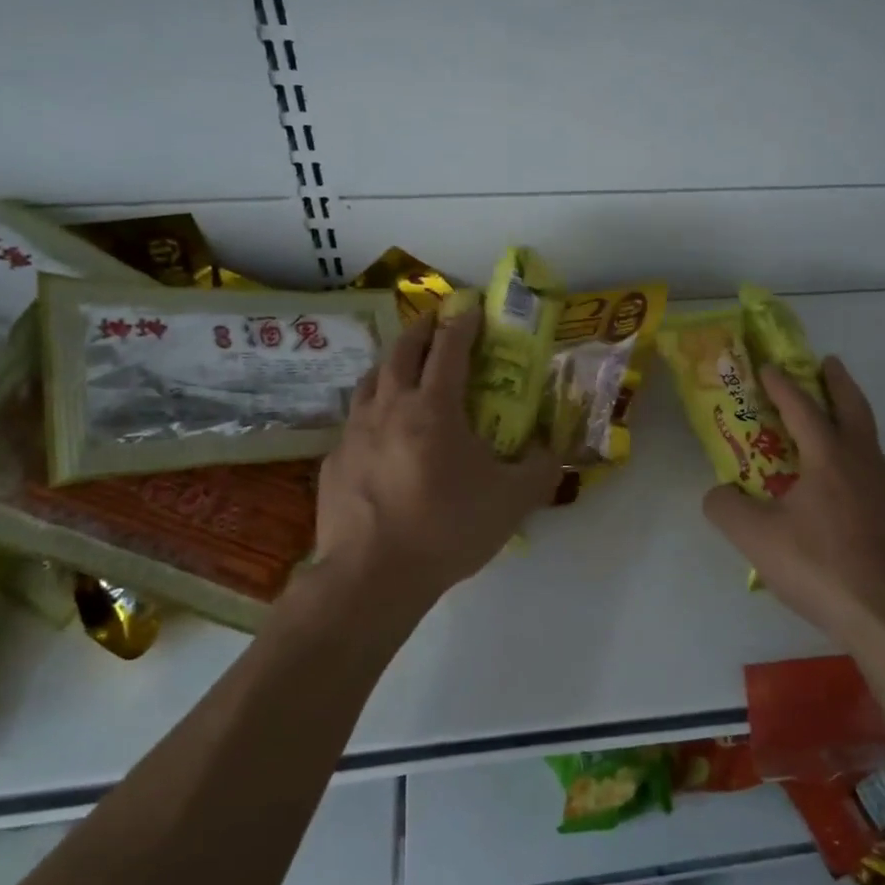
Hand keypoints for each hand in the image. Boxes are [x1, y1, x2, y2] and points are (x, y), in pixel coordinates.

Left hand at [315, 309, 561, 607]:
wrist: (372, 577)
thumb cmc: (447, 528)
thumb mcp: (512, 501)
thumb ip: (540, 469)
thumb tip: (551, 449)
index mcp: (434, 408)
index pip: (449, 348)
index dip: (463, 323)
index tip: (472, 307)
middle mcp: (390, 407)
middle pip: (402, 351)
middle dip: (421, 328)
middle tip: (435, 322)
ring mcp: (354, 433)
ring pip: (370, 380)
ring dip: (390, 364)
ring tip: (403, 367)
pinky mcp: (333, 461)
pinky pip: (354, 422)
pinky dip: (371, 411)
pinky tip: (379, 434)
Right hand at [702, 357, 884, 647]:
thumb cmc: (819, 567)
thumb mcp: (755, 538)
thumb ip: (725, 508)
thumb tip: (718, 493)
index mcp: (829, 458)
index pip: (803, 408)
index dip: (782, 385)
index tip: (767, 367)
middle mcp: (862, 463)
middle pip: (854, 408)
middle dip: (838, 381)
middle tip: (826, 363)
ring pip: (868, 438)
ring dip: (851, 417)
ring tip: (832, 419)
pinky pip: (873, 469)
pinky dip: (857, 454)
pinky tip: (843, 480)